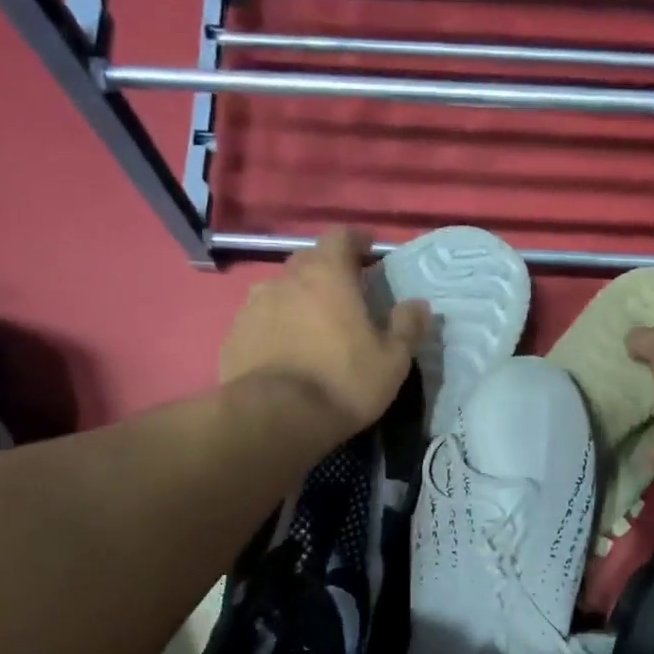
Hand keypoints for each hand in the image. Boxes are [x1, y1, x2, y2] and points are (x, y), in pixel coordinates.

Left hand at [221, 230, 429, 437]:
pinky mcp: (234, 335)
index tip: (368, 248)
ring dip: (298, 298)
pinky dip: (275, 325)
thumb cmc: (343, 381)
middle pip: (308, 261)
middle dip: (327, 270)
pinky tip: (284, 349)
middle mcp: (286, 279)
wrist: (274, 417)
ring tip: (311, 323)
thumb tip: (418, 305)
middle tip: (344, 291)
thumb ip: (407, 327)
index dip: (356, 240)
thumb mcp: (392, 360)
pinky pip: (260, 320)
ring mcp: (254, 305)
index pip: (341, 237)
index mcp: (327, 275)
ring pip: (281, 290)